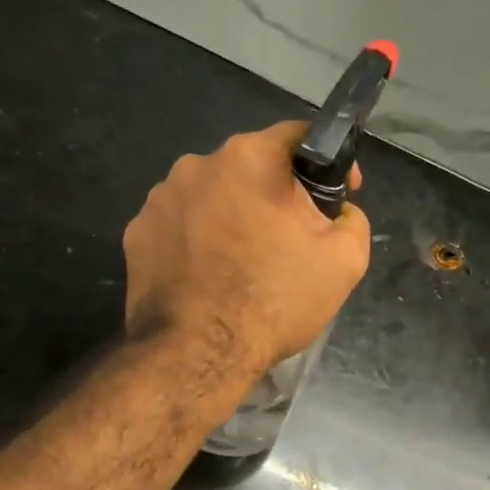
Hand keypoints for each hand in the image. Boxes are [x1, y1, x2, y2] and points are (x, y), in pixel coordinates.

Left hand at [124, 122, 370, 375]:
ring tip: (248, 263)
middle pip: (252, 168)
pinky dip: (201, 241)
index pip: (297, 136)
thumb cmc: (276, 299)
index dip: (327, 161)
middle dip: (277, 195)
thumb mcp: (346, 260)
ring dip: (235, 216)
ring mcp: (160, 198)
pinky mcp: (137, 233)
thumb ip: (352, 219)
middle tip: (294, 239)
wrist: (199, 354)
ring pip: (214, 196)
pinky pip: (181, 225)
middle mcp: (198, 164)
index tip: (340, 193)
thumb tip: (338, 212)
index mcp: (250, 158)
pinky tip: (213, 276)